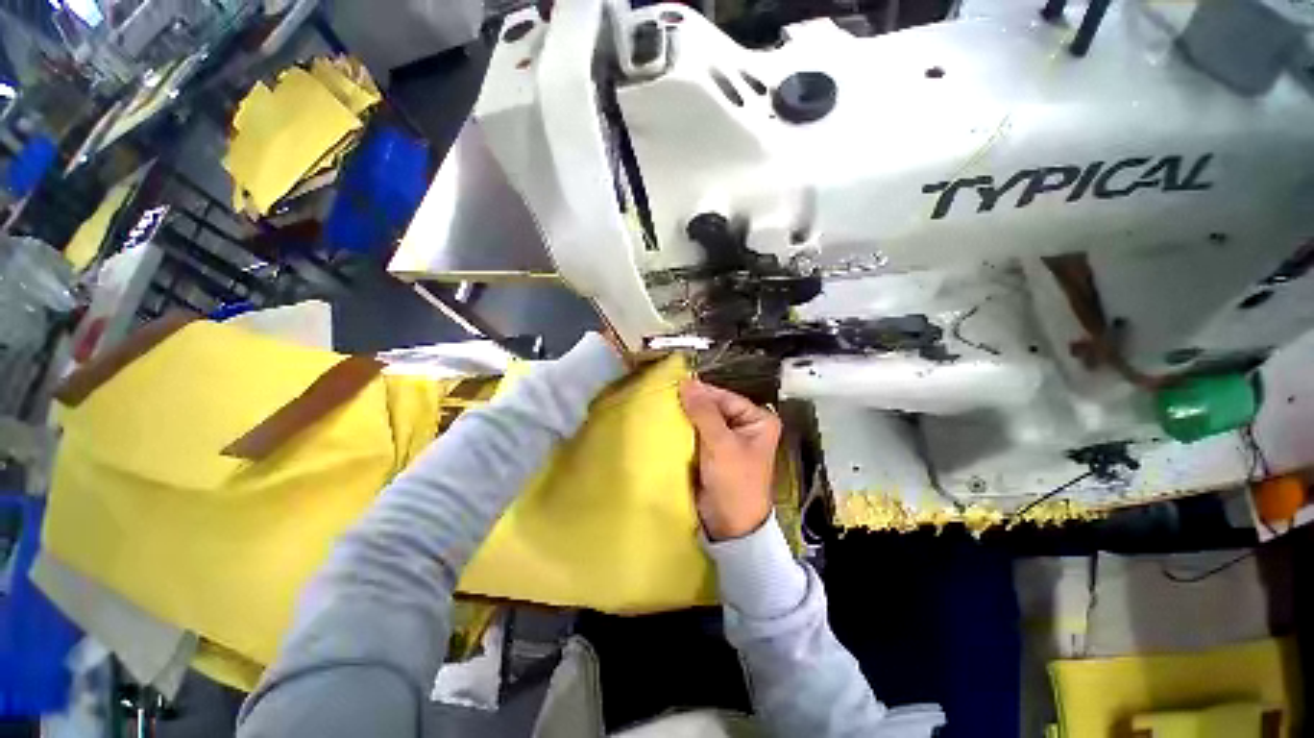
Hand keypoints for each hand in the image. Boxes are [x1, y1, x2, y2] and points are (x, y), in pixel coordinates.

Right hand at [678, 379, 781, 540]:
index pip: (725, 397)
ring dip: (686, 417)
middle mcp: (745, 426)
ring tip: (664, 409)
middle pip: (714, 407)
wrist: (730, 527)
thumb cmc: (735, 482)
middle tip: (666, 398)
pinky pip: (697, 433)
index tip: (675, 386)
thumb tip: (687, 382)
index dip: (701, 392)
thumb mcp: (721, 444)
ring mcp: (729, 439)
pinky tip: (669, 425)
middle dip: (692, 405)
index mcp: (757, 420)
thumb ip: (704, 412)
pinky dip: (684, 430)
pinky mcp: (714, 452)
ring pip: (703, 420)